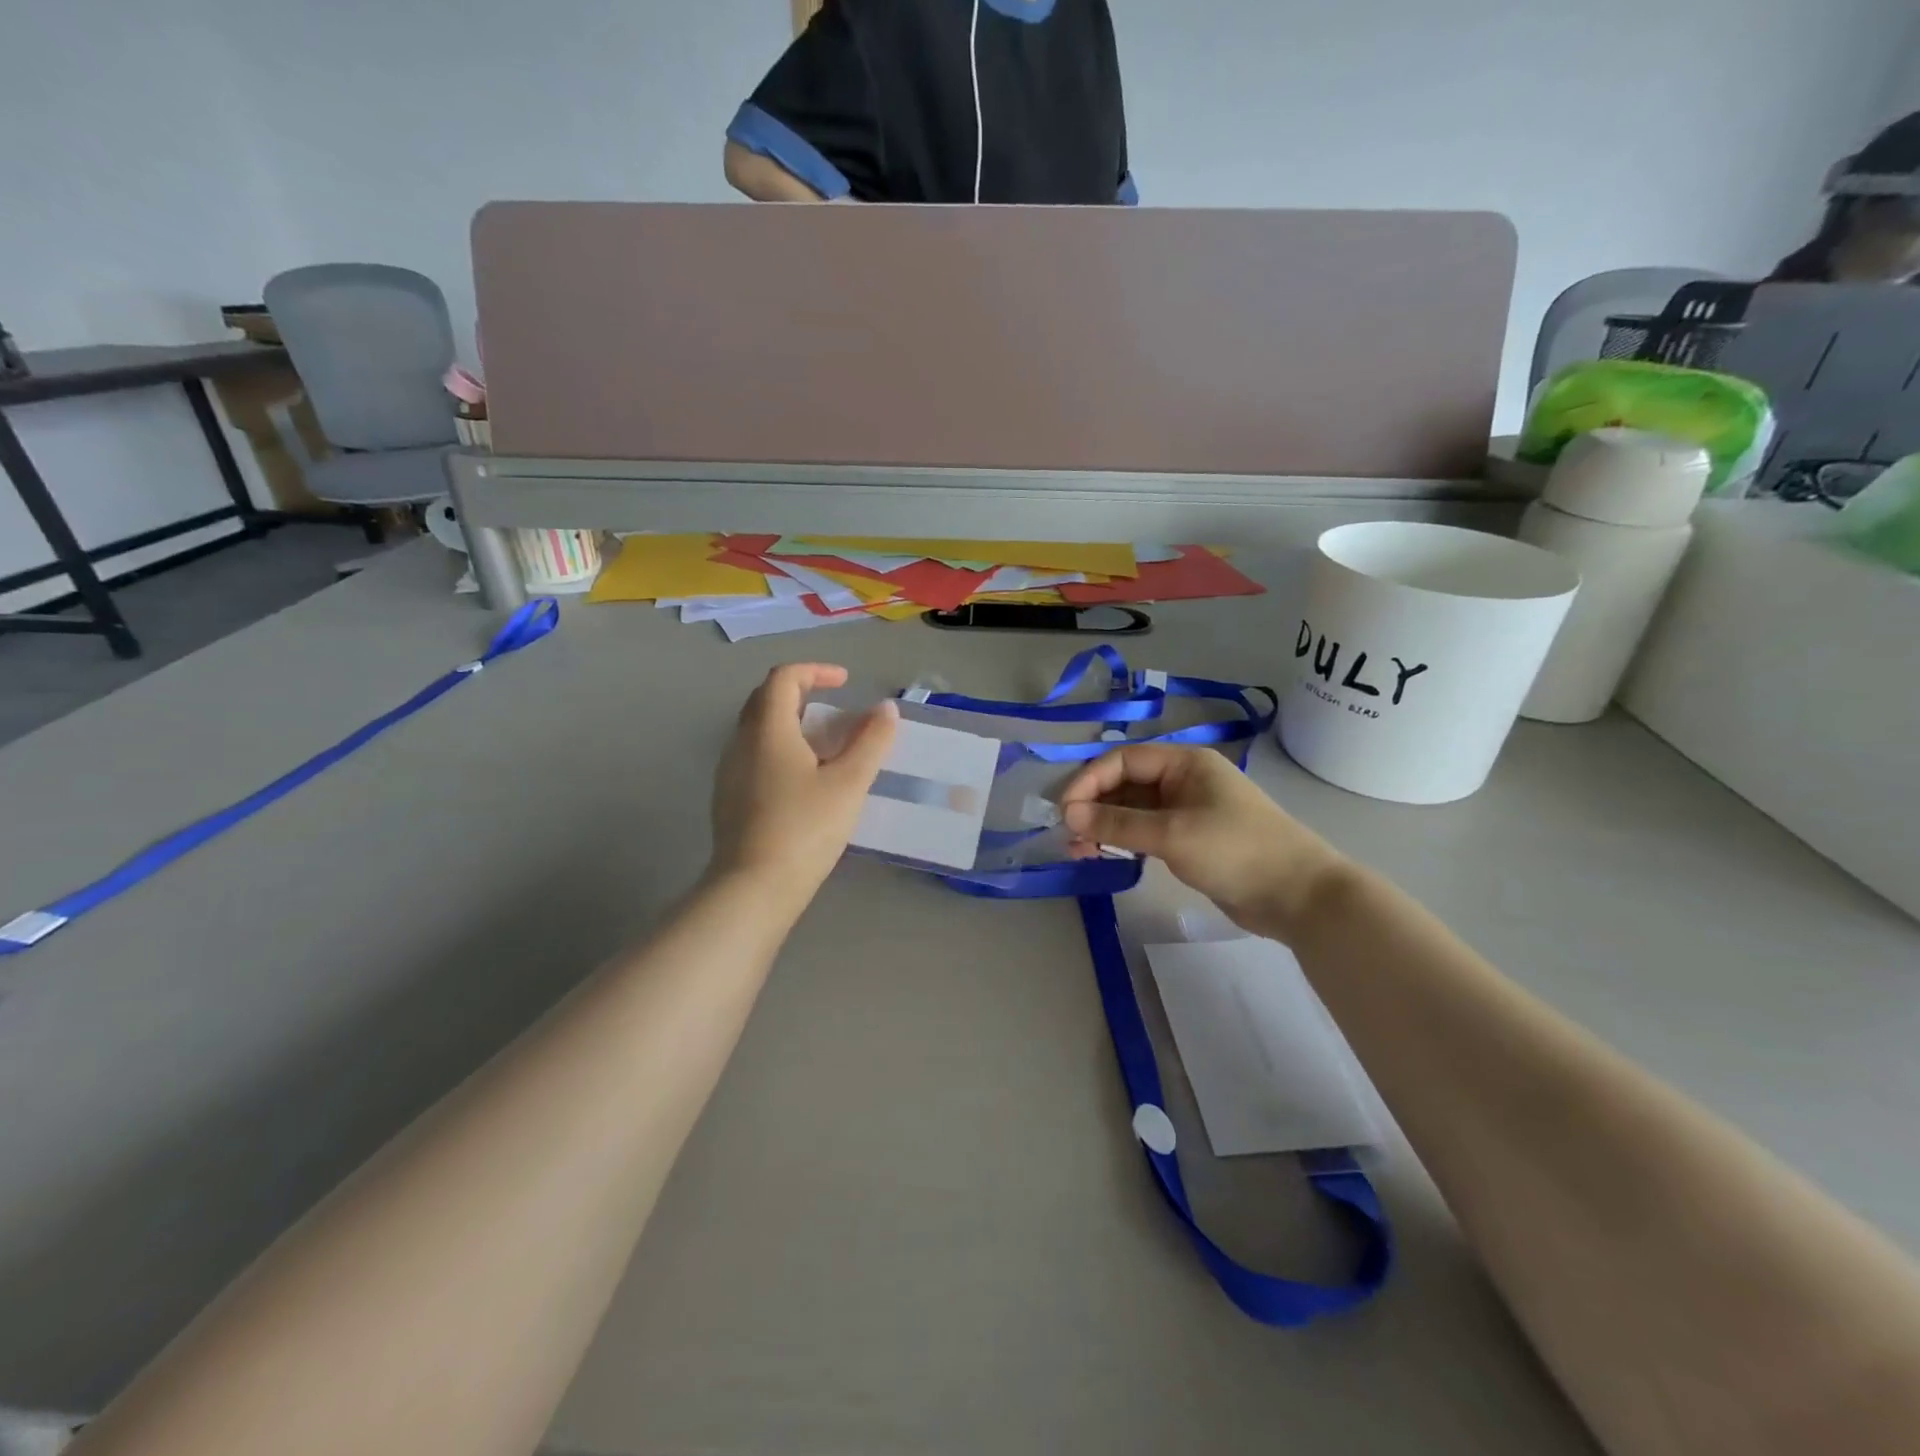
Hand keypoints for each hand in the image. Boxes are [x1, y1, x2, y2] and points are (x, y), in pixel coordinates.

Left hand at [709, 665, 897, 908]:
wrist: (753, 889)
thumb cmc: (805, 829)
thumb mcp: (849, 783)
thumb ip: (871, 741)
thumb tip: (886, 708)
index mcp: (767, 729)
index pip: (784, 678)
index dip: (816, 671)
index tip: (845, 682)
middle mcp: (741, 742)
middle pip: (765, 699)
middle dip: (801, 693)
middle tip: (834, 707)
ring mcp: (729, 772)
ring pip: (758, 730)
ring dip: (791, 723)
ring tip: (825, 744)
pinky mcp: (728, 799)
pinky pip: (754, 757)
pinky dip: (780, 750)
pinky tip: (804, 780)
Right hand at [1058, 745, 1350, 940]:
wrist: (1298, 896)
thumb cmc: (1235, 851)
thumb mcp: (1172, 834)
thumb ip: (1118, 824)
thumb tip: (1070, 815)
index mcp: (1184, 763)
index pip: (1123, 760)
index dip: (1090, 781)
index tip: (1065, 811)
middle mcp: (1184, 780)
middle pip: (1126, 784)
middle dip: (1094, 807)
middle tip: (1069, 836)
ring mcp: (1188, 811)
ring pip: (1133, 811)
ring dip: (1105, 827)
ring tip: (1079, 851)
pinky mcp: (1190, 839)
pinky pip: (1146, 832)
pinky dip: (1124, 842)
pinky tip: (1105, 856)